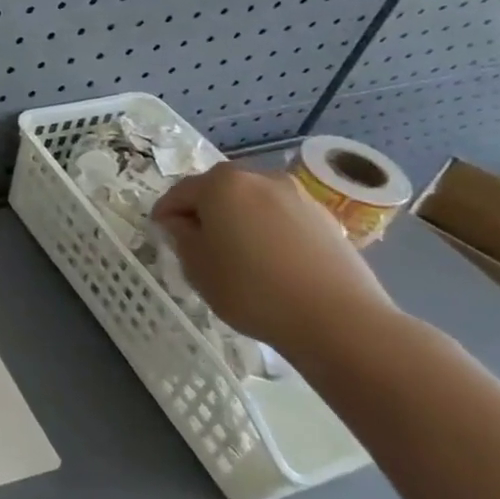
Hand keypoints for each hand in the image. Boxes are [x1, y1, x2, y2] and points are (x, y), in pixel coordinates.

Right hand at [151, 162, 396, 357]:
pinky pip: (282, 218)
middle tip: (197, 243)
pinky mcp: (327, 219)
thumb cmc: (251, 289)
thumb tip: (182, 223)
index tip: (161, 235)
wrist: (338, 319)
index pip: (179, 192)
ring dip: (238, 219)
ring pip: (253, 202)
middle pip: (219, 190)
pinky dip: (268, 231)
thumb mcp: (196, 266)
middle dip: (204, 211)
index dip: (165, 214)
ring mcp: (298, 196)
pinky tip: (270, 262)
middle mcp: (260, 179)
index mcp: (221, 184)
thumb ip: (181, 236)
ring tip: (237, 254)